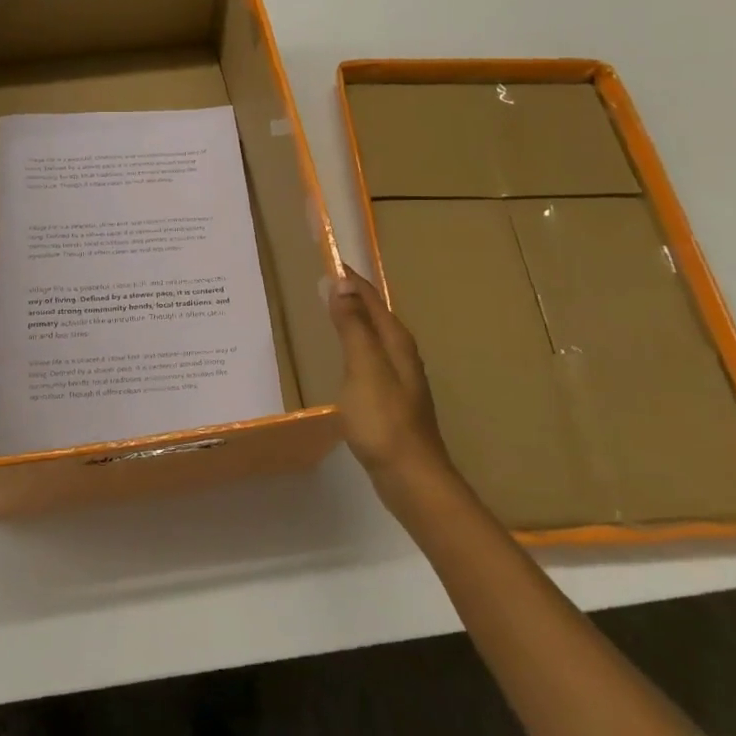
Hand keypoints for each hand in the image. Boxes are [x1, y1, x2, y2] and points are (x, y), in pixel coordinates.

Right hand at [328, 267, 455, 491]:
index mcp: (396, 341)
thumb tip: (342, 283)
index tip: (327, 258)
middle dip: (352, 295)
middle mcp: (402, 354)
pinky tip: (344, 359)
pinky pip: (370, 359)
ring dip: (354, 321)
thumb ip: (353, 327)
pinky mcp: (391, 400)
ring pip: (374, 337)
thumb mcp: (364, 368)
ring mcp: (399, 379)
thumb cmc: (384, 419)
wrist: (411, 477)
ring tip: (331, 311)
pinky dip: (355, 346)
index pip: (371, 298)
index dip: (349, 278)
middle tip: (324, 280)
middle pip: (375, 315)